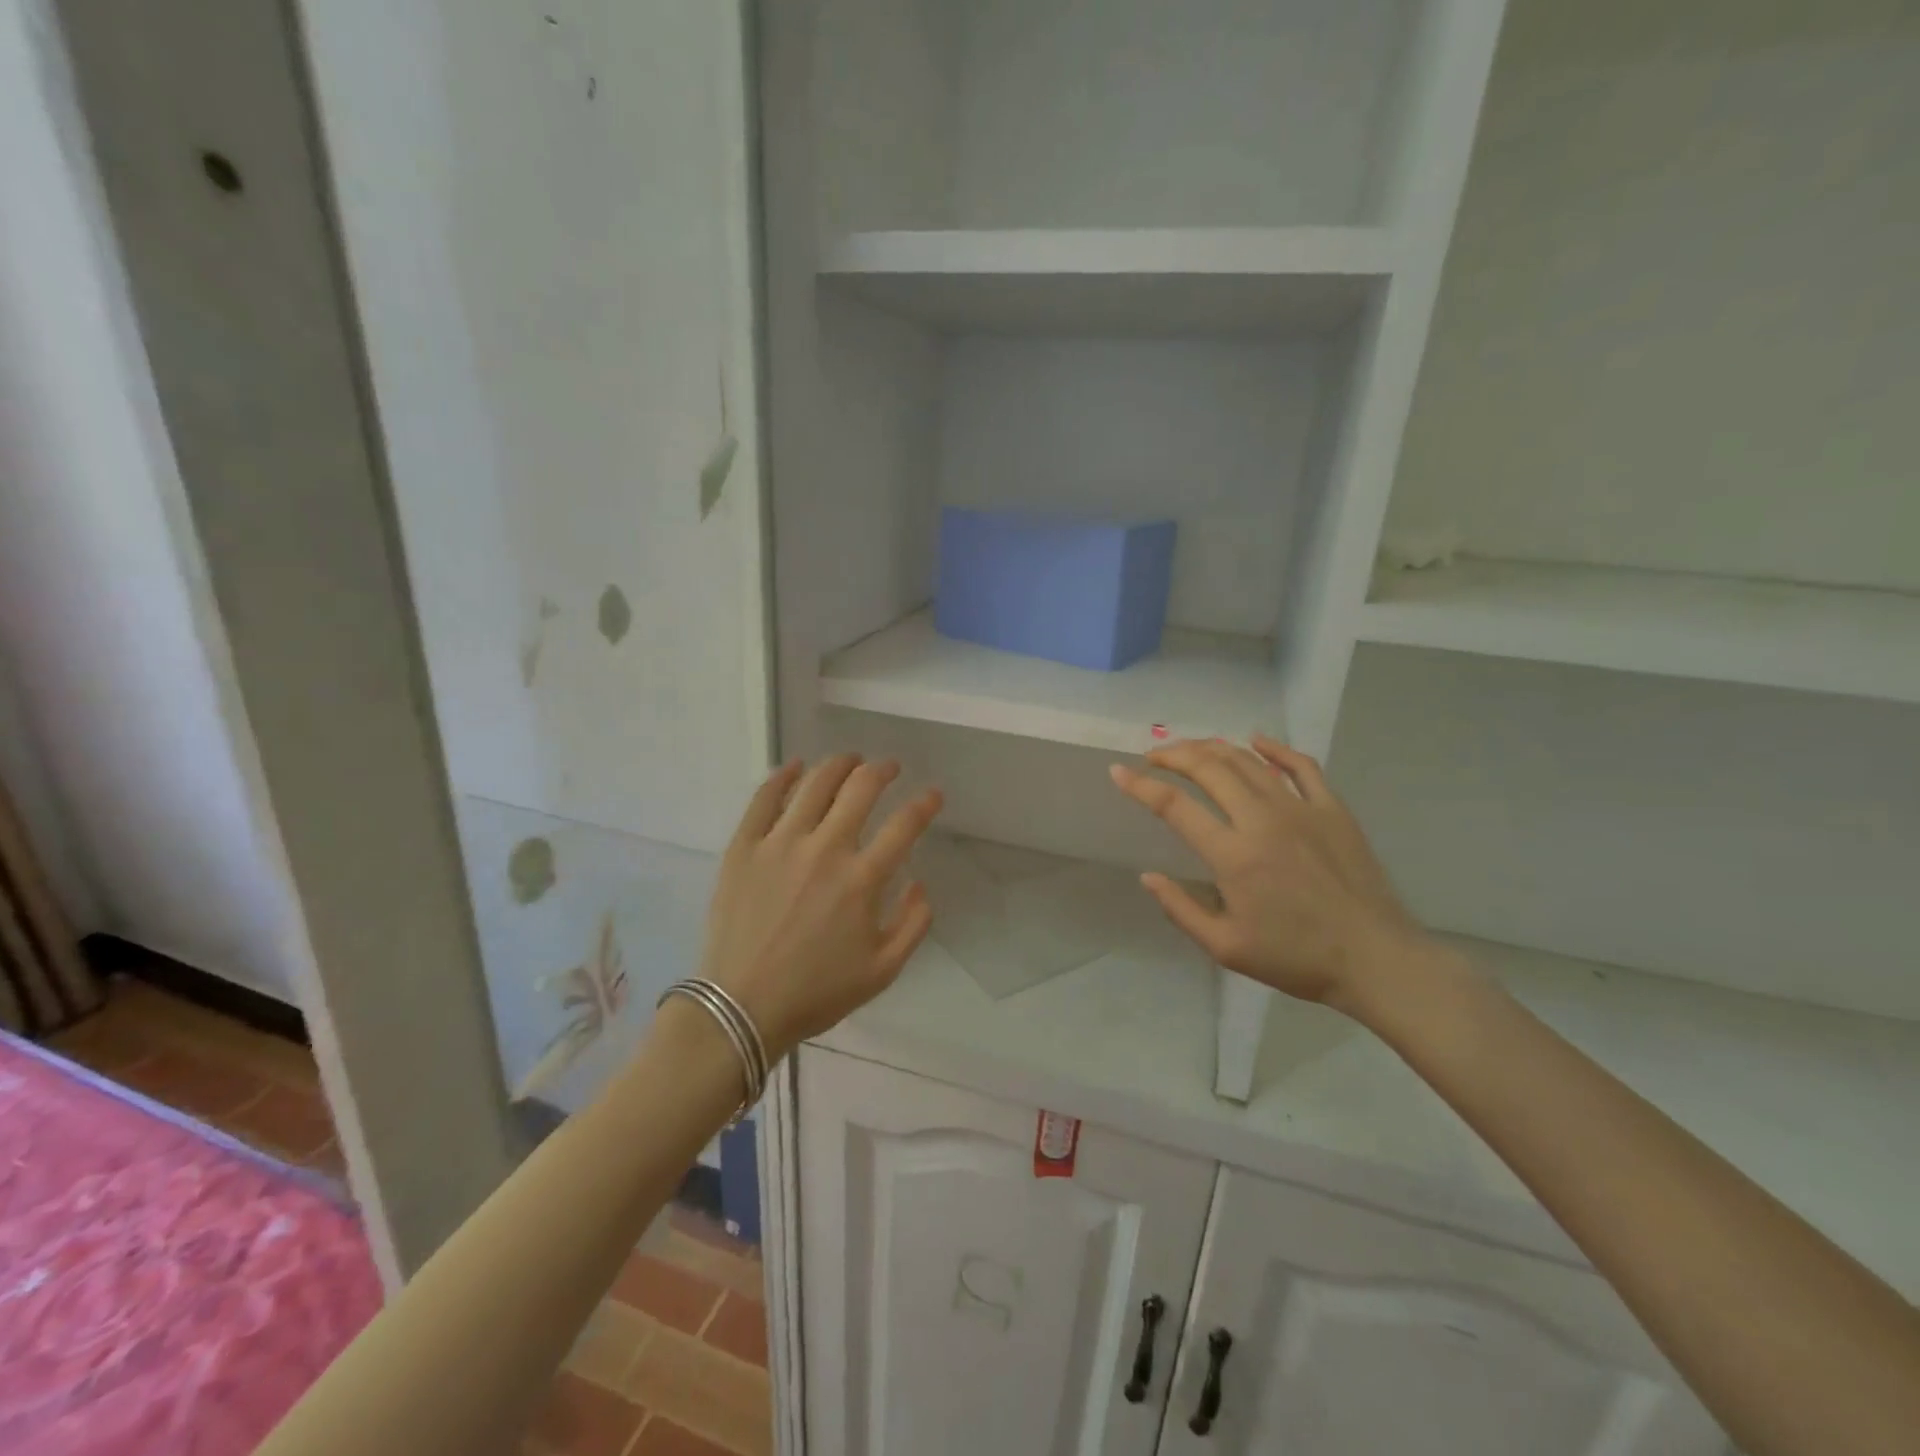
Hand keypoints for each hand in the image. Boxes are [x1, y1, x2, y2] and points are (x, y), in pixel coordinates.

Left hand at [699, 755, 942, 1058]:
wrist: (742, 1007)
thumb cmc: (816, 992)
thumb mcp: (883, 971)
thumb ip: (914, 924)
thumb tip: (919, 882)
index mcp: (862, 880)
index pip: (904, 825)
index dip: (925, 803)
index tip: (933, 794)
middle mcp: (825, 849)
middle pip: (860, 789)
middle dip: (882, 771)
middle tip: (889, 768)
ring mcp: (780, 844)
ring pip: (815, 784)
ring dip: (839, 765)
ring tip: (850, 760)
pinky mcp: (744, 847)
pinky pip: (764, 798)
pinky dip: (783, 776)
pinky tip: (795, 767)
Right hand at [1109, 736, 1428, 1013]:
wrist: (1375, 959)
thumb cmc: (1296, 958)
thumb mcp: (1226, 948)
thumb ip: (1181, 909)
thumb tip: (1148, 877)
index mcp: (1233, 855)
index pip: (1174, 806)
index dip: (1140, 786)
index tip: (1119, 772)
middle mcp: (1262, 820)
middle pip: (1208, 768)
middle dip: (1173, 755)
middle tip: (1154, 757)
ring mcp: (1300, 809)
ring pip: (1247, 761)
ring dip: (1212, 748)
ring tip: (1191, 749)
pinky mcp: (1332, 809)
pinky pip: (1300, 765)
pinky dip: (1274, 748)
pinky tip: (1256, 741)